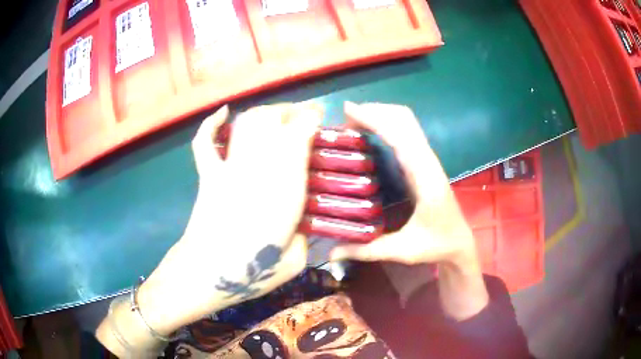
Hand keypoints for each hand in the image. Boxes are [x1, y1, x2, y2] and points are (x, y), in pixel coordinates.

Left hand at [137, 103, 321, 334]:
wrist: (208, 274)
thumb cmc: (252, 271)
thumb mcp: (295, 260)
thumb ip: (306, 235)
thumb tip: (305, 222)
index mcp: (284, 187)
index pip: (300, 135)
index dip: (312, 119)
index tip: (321, 119)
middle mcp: (257, 167)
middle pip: (273, 119)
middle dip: (292, 111)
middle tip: (305, 118)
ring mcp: (228, 168)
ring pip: (246, 123)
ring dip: (265, 113)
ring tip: (278, 117)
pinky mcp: (208, 175)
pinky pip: (205, 142)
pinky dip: (212, 124)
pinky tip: (224, 112)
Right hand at [330, 102, 487, 319]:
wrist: (459, 243)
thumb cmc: (436, 245)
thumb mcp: (401, 250)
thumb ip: (365, 250)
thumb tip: (330, 253)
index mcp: (424, 177)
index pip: (400, 136)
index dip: (374, 119)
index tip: (347, 112)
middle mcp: (427, 161)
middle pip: (404, 119)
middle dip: (375, 111)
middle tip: (345, 118)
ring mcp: (427, 159)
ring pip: (407, 122)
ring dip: (381, 115)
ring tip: (353, 122)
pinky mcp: (424, 162)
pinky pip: (407, 133)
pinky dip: (388, 124)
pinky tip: (371, 133)